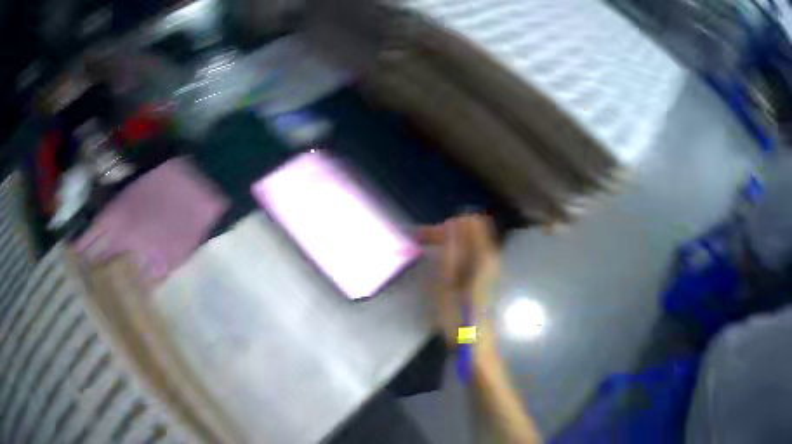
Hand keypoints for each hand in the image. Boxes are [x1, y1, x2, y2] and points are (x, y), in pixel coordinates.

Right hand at [418, 214, 498, 346]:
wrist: (475, 344)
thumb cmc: (459, 319)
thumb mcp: (448, 285)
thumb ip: (451, 253)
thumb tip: (452, 225)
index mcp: (484, 258)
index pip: (471, 222)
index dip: (446, 224)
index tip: (425, 236)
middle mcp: (491, 257)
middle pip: (472, 227)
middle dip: (446, 229)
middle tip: (422, 240)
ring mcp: (491, 266)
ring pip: (471, 238)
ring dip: (450, 239)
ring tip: (428, 249)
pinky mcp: (486, 274)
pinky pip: (472, 250)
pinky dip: (456, 249)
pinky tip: (442, 262)